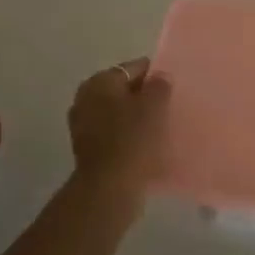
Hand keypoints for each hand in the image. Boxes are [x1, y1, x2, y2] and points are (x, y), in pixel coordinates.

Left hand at [67, 57, 170, 189]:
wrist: (109, 187)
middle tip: (167, 108)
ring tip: (158, 128)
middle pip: (123, 90)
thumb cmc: (133, 139)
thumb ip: (159, 85)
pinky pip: (112, 133)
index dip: (156, 75)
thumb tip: (160, 76)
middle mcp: (86, 97)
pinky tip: (143, 145)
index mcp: (100, 81)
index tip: (173, 88)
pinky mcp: (86, 147)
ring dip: (134, 117)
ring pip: (117, 112)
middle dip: (143, 97)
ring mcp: (82, 123)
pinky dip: (126, 135)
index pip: (135, 68)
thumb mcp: (154, 106)